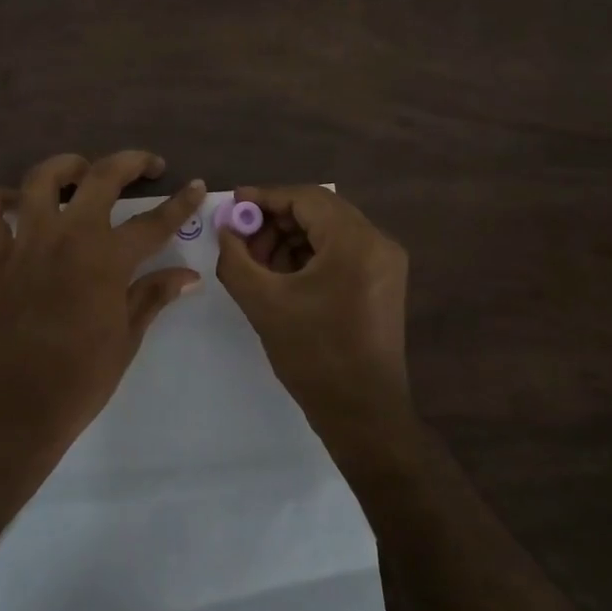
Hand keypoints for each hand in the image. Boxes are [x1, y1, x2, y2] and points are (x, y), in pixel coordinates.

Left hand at [0, 151, 204, 451]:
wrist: (15, 408)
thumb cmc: (81, 378)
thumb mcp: (127, 337)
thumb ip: (153, 295)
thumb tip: (188, 275)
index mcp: (106, 259)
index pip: (153, 221)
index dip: (180, 203)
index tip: (195, 186)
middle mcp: (66, 238)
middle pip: (99, 178)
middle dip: (129, 162)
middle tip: (148, 166)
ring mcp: (26, 244)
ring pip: (39, 180)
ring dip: (64, 167)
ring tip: (81, 172)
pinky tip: (17, 203)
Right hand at [216, 185, 413, 456]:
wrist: (362, 413)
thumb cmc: (313, 355)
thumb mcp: (263, 302)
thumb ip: (236, 258)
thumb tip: (225, 229)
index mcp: (355, 242)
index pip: (306, 199)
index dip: (265, 198)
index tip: (233, 205)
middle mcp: (378, 243)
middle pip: (320, 211)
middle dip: (276, 221)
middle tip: (242, 239)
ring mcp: (385, 263)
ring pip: (330, 231)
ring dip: (291, 239)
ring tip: (258, 263)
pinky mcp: (383, 283)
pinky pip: (341, 252)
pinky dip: (310, 256)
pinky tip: (283, 276)